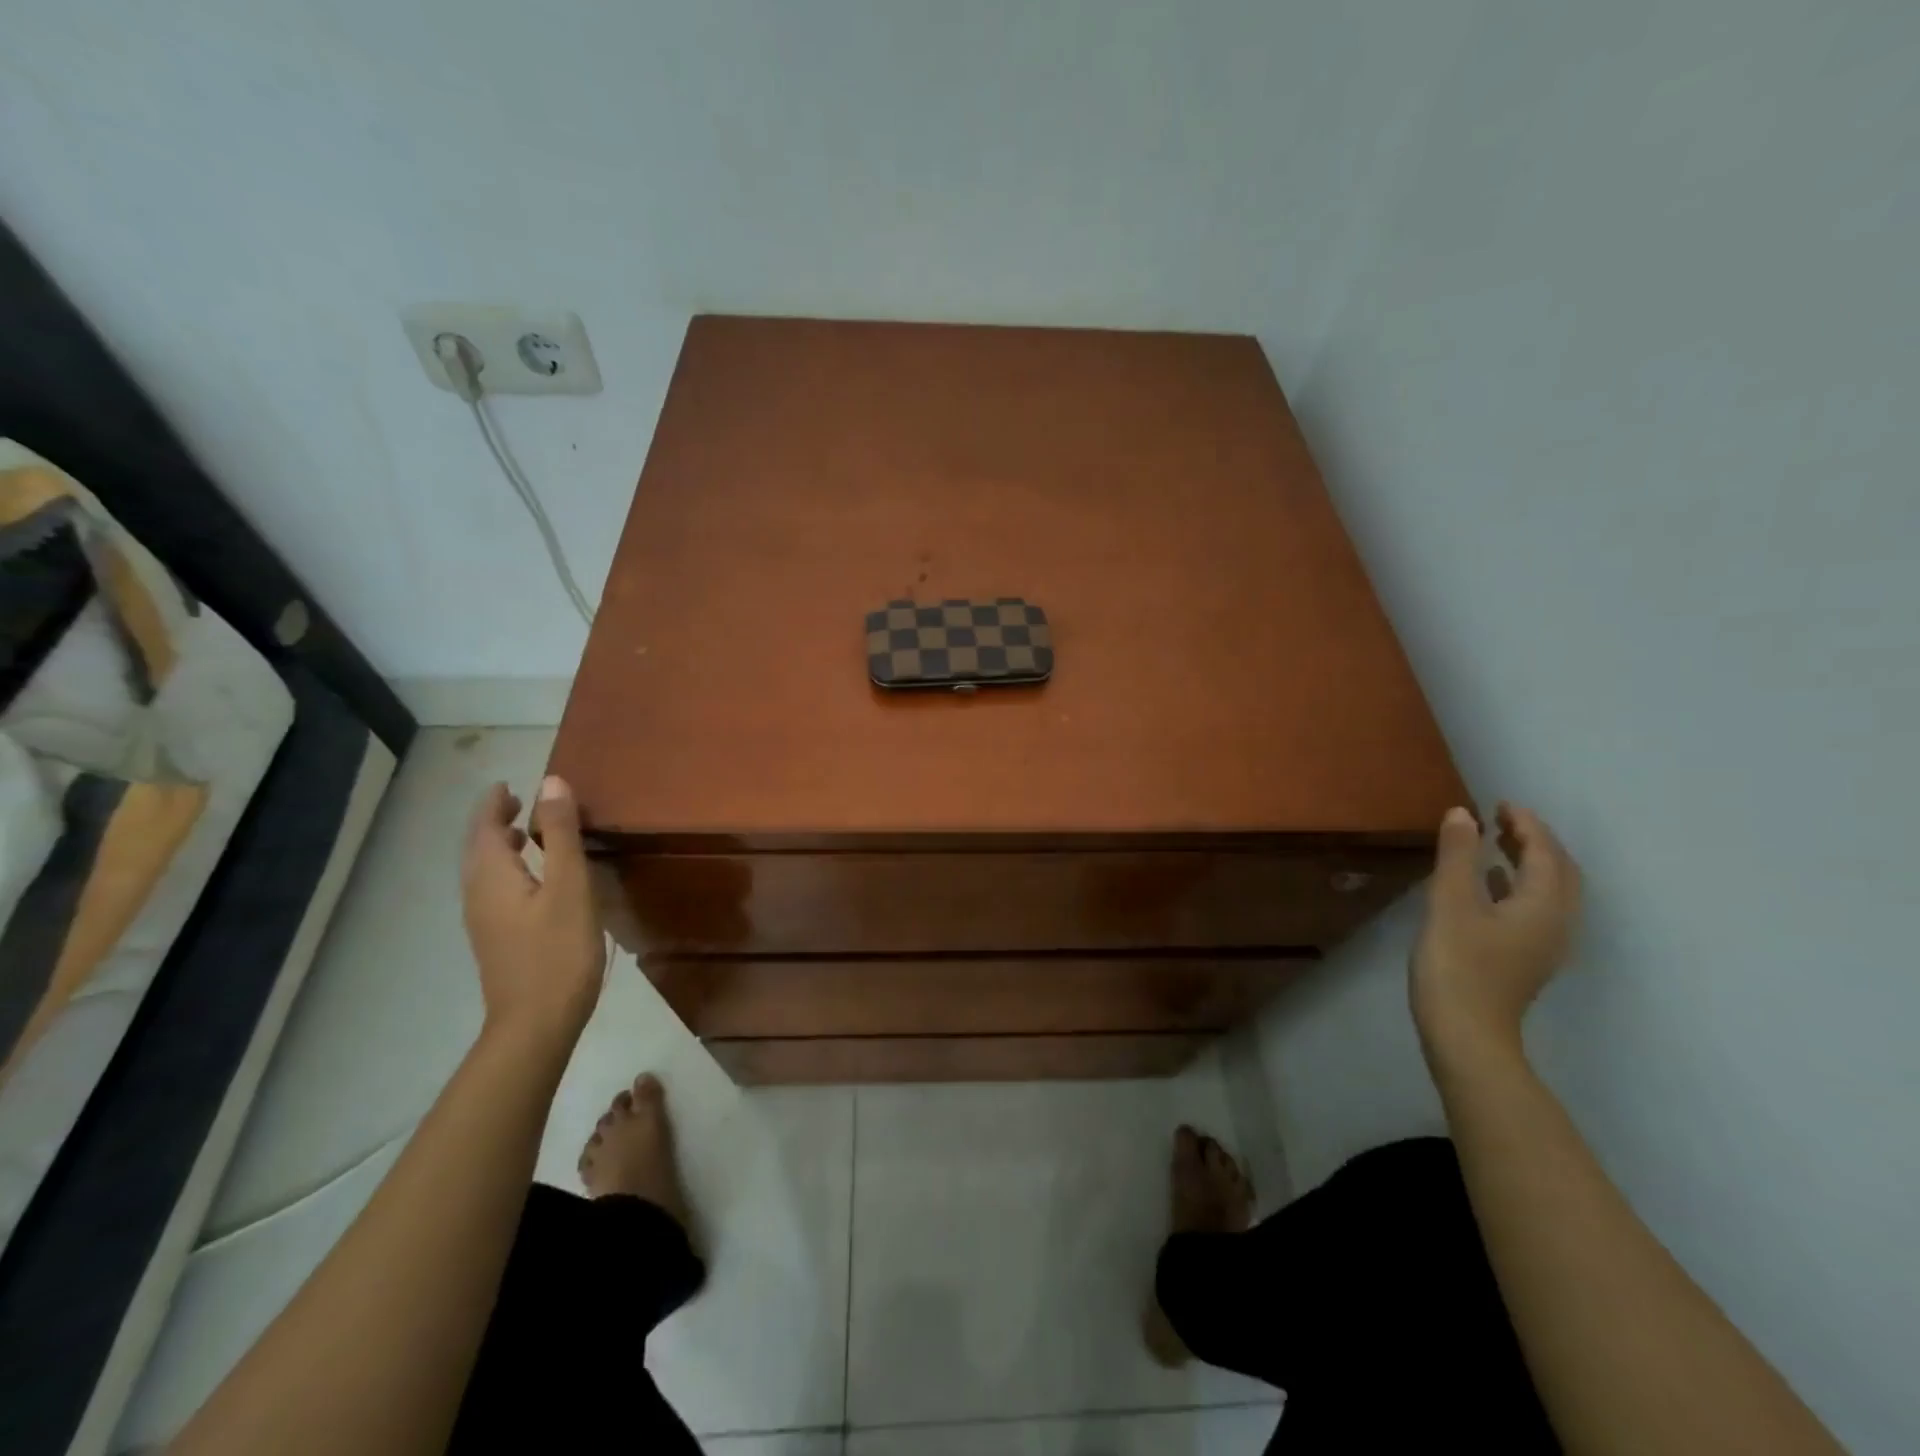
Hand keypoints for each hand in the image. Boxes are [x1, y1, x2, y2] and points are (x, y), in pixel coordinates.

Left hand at [461, 776, 605, 1050]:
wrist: (535, 1025)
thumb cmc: (557, 951)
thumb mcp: (569, 886)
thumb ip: (560, 834)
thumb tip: (551, 783)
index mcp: (491, 877)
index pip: (483, 827)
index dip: (494, 802)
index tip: (511, 784)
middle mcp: (478, 895)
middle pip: (478, 848)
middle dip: (495, 821)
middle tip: (523, 802)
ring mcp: (484, 921)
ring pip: (484, 871)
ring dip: (500, 846)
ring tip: (527, 834)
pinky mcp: (497, 940)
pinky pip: (494, 890)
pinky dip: (508, 869)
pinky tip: (534, 880)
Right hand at [1411, 802, 1581, 1063]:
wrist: (1466, 1033)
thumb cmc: (1457, 964)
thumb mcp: (1450, 902)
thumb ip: (1458, 855)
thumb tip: (1463, 813)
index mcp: (1543, 904)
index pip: (1546, 852)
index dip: (1526, 824)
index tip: (1500, 803)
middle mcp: (1557, 922)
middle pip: (1560, 871)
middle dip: (1536, 840)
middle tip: (1502, 819)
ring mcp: (1545, 944)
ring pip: (1551, 891)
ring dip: (1530, 862)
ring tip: (1497, 842)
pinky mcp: (1527, 958)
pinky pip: (1535, 907)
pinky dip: (1518, 885)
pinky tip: (1490, 884)